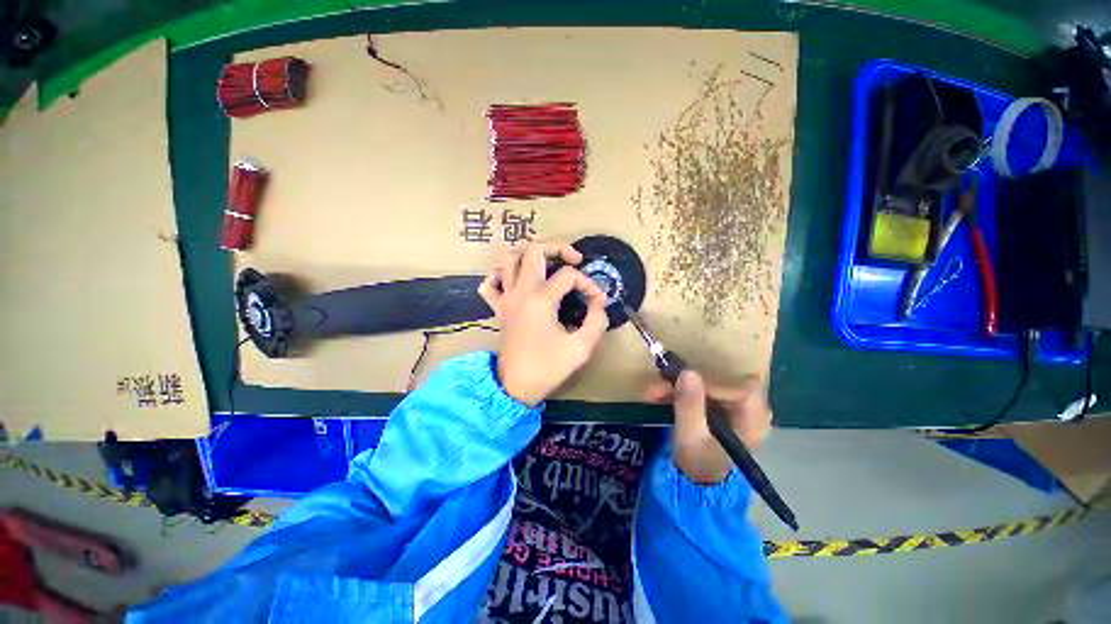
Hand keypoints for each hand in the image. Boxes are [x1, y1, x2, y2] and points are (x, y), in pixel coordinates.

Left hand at [478, 242, 608, 405]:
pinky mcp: (499, 308)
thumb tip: (600, 303)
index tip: (597, 301)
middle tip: (574, 260)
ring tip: (547, 263)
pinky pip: (490, 283)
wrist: (516, 386)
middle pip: (534, 249)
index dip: (588, 283)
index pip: (569, 275)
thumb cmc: (548, 368)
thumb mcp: (581, 348)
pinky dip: (500, 275)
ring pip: (508, 259)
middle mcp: (521, 291)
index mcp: (541, 299)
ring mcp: (506, 298)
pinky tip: (515, 279)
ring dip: (529, 254)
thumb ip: (597, 321)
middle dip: (558, 247)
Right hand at [646, 372, 771, 483]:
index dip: (709, 378)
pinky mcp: (720, 407)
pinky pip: (701, 391)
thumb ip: (690, 405)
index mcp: (753, 417)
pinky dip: (681, 392)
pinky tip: (660, 395)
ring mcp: (735, 407)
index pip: (736, 384)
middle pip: (721, 380)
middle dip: (688, 379)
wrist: (698, 483)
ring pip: (707, 384)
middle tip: (661, 379)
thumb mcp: (690, 436)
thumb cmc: (699, 463)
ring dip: (679, 385)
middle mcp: (749, 408)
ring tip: (652, 392)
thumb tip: (688, 372)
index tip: (682, 377)